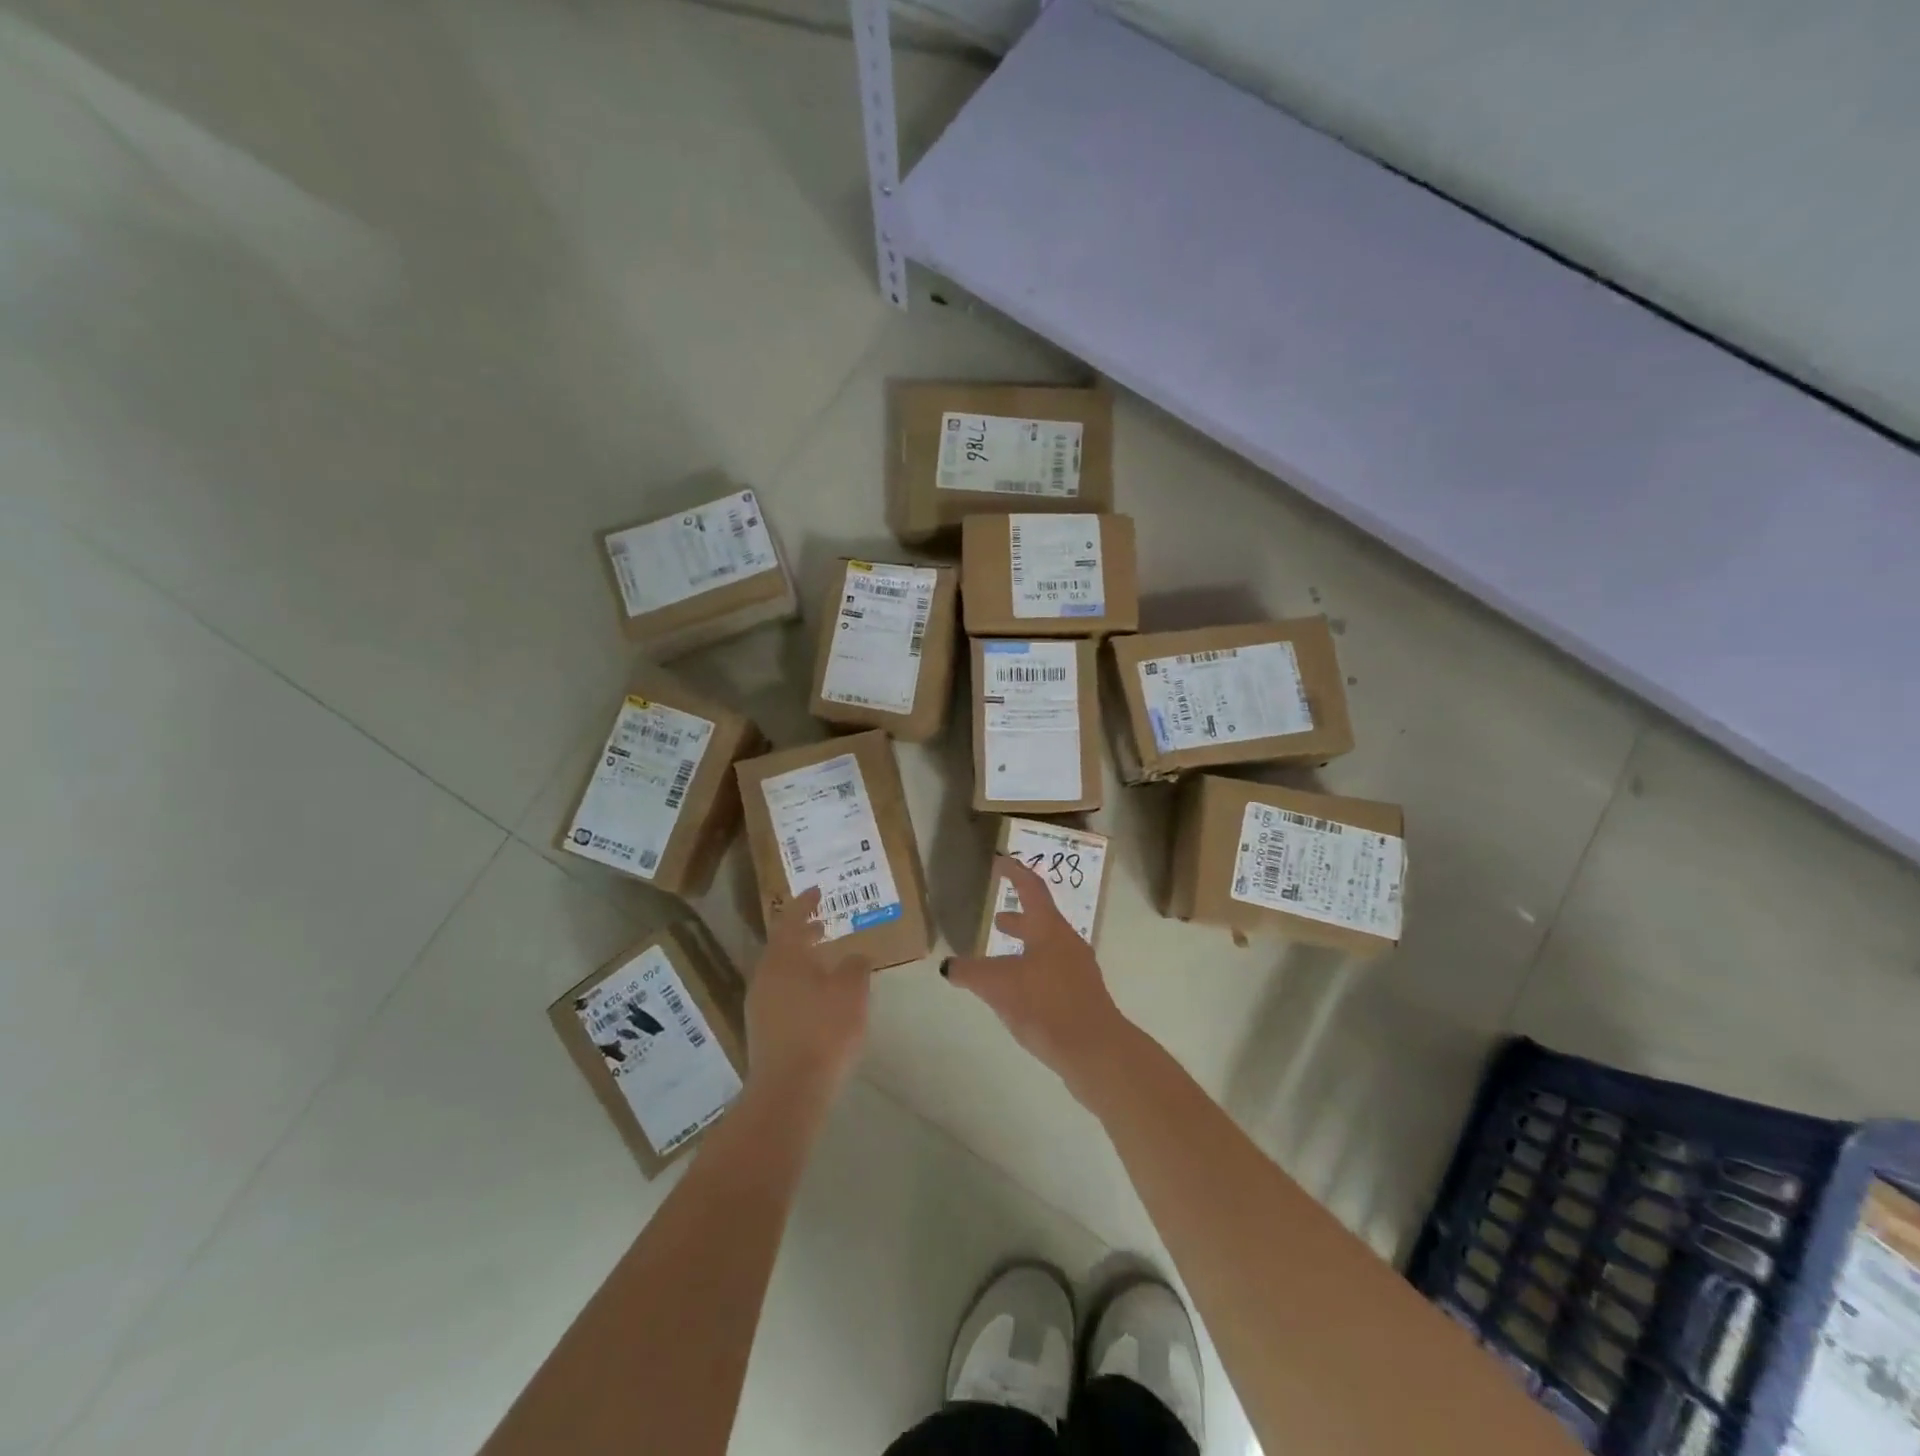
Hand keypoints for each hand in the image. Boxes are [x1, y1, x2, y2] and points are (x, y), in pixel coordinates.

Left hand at [744, 888, 871, 1109]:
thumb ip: (856, 966)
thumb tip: (855, 958)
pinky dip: (798, 983)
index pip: (792, 919)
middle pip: (783, 945)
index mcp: (783, 957)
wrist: (789, 1090)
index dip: (805, 903)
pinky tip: (817, 996)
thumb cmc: (824, 1030)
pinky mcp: (762, 1030)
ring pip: (781, 970)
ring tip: (824, 959)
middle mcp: (765, 975)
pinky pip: (781, 993)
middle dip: (803, 932)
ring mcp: (759, 1004)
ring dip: (801, 960)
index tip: (817, 890)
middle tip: (823, 923)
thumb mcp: (852, 991)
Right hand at [943, 857, 1131, 1102]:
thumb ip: (970, 972)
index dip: (1015, 873)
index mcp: (1049, 929)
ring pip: (1047, 947)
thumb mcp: (998, 985)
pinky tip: (1020, 992)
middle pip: (1041, 920)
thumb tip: (948, 966)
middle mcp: (1067, 943)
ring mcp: (1078, 970)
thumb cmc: (1046, 1005)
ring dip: (1024, 946)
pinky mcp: (1082, 996)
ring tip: (1002, 957)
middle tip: (998, 918)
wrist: (1096, 1050)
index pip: (1031, 888)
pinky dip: (1032, 969)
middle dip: (1018, 917)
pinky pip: (1053, 971)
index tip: (1001, 861)